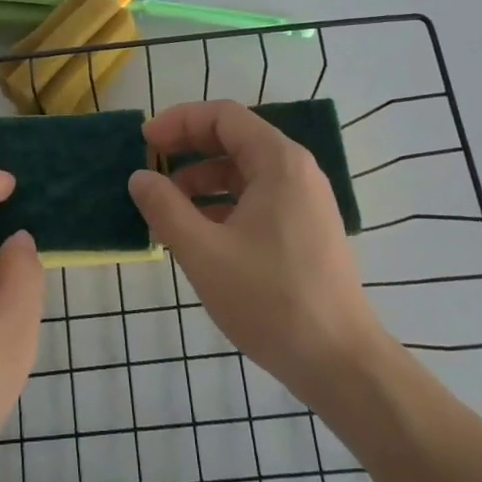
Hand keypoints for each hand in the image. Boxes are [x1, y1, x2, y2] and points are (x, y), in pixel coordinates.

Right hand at [128, 100, 384, 409]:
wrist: (341, 364)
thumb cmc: (271, 300)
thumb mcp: (204, 253)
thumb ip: (166, 208)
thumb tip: (139, 177)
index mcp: (278, 162)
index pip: (223, 116)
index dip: (179, 121)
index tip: (145, 141)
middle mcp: (296, 171)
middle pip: (234, 139)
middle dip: (188, 149)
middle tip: (150, 168)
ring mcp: (305, 201)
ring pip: (244, 172)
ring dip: (202, 180)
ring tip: (167, 207)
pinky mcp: (305, 229)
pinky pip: (257, 198)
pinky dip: (223, 204)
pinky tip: (198, 232)